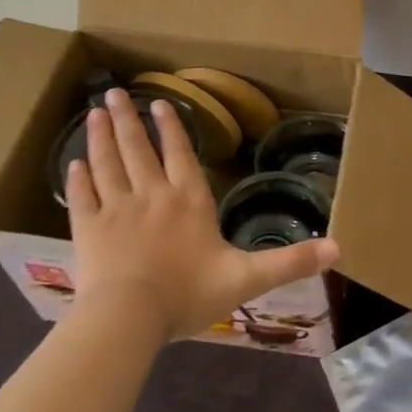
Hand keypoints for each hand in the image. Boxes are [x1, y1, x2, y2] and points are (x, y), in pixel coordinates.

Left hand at [67, 87, 338, 338]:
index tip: (160, 102)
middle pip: (138, 149)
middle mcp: (151, 195)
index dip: (171, 128)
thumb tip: (339, 247)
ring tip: (94, 112)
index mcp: (188, 201)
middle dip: (128, 119)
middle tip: (114, 92)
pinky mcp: (87, 230)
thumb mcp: (247, 278)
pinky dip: (78, 178)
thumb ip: (290, 262)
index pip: (179, 155)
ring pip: (108, 163)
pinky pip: (82, 197)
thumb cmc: (188, 294)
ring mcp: (116, 210)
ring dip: (101, 136)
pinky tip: (73, 163)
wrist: (128, 318)